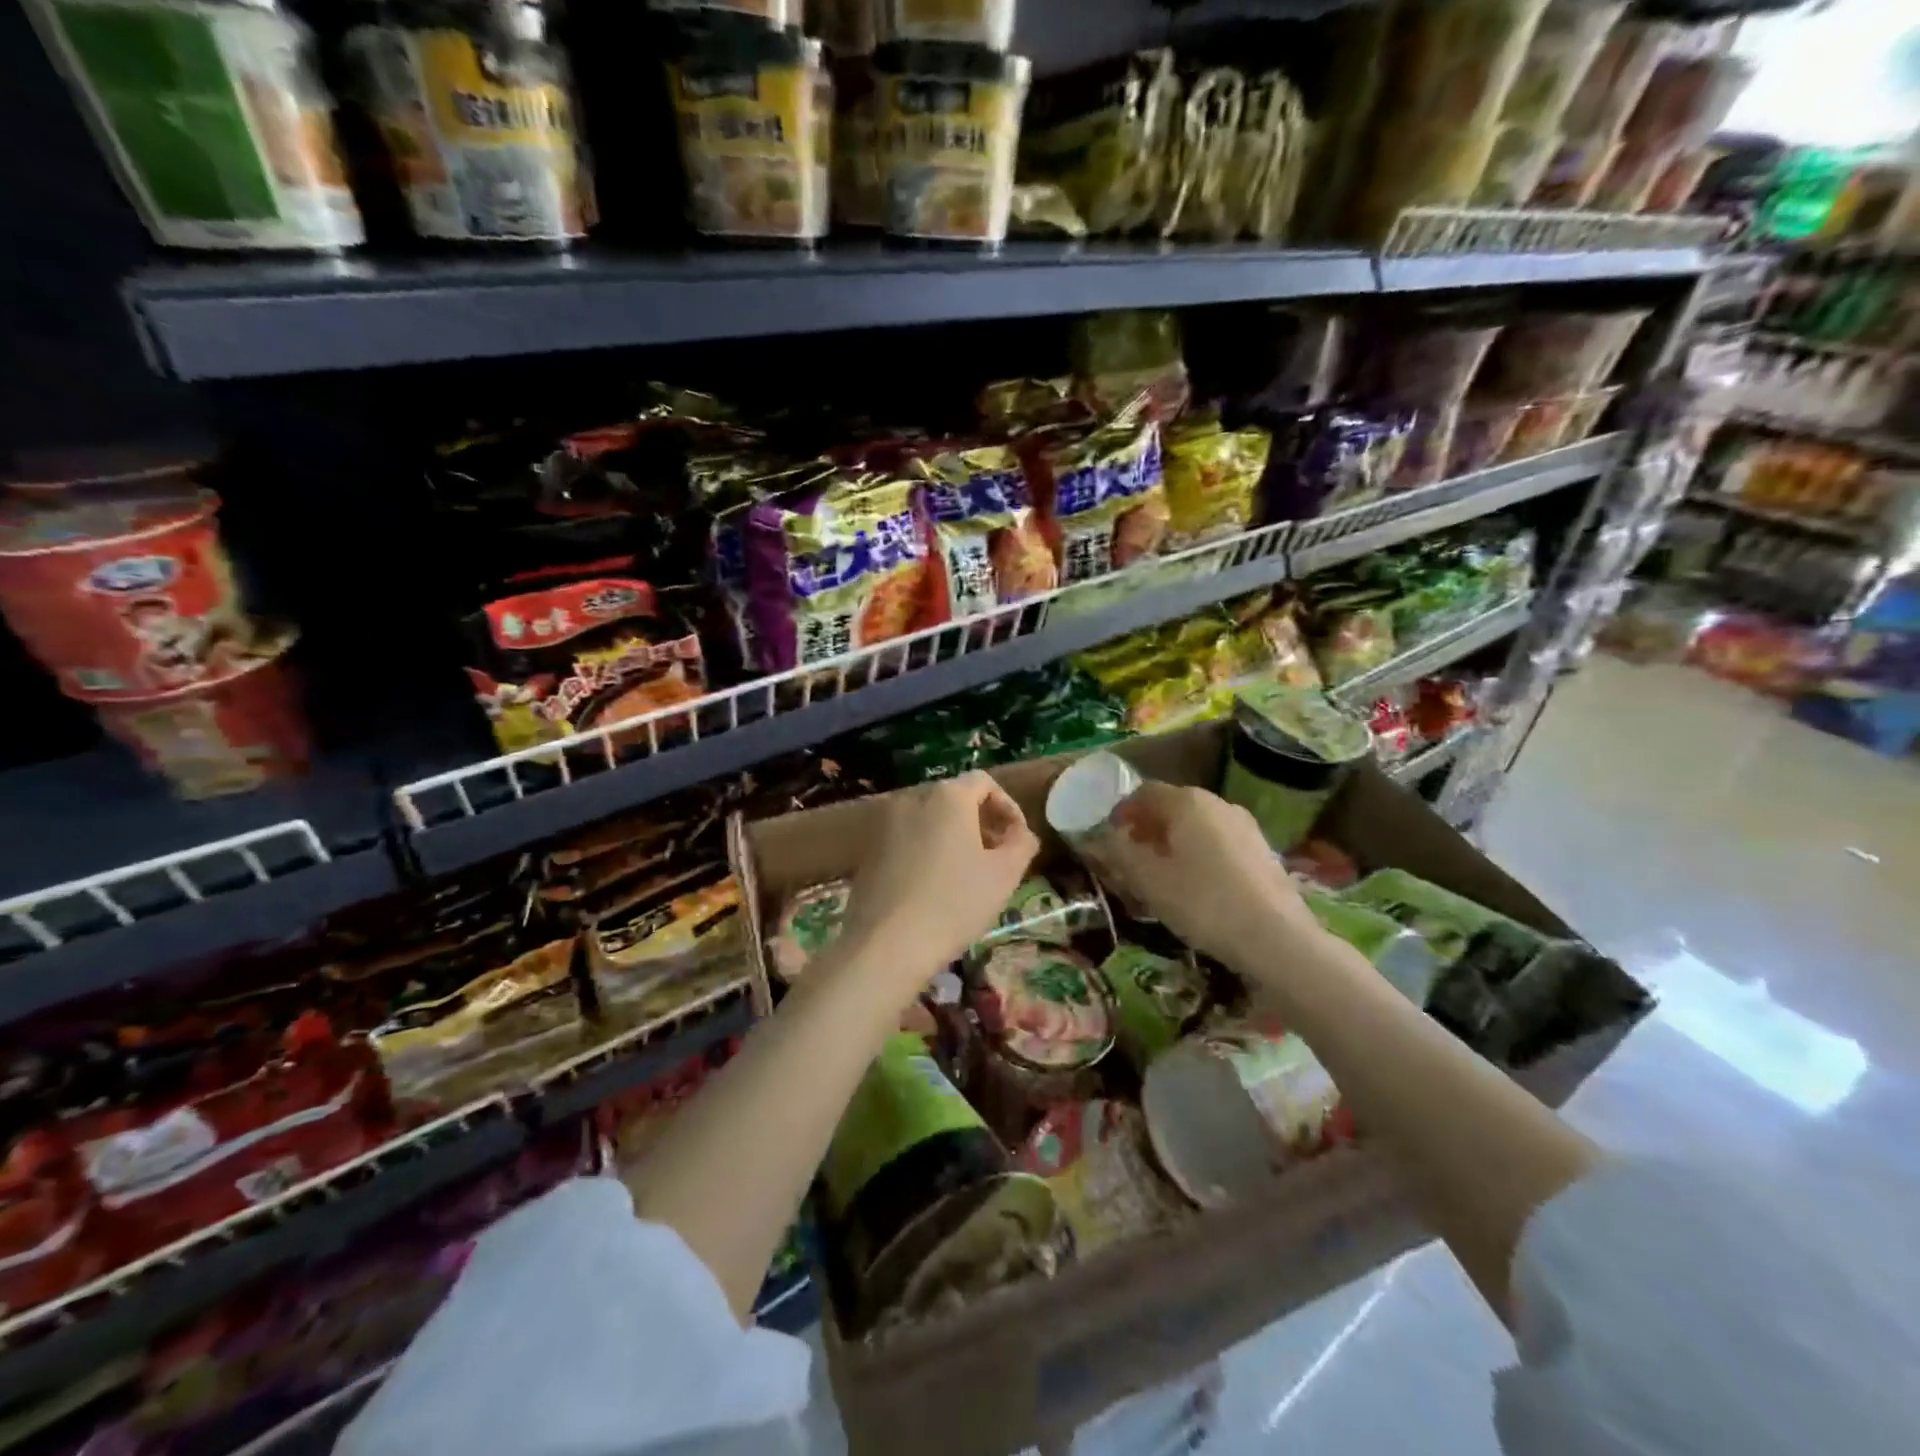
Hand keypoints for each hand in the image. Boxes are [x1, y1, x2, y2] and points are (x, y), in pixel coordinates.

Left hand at [841, 772, 1039, 979]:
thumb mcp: (1004, 875)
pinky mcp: (868, 850)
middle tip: (996, 857)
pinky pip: (907, 839)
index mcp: (948, 796)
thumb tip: (1021, 834)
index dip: (1008, 807)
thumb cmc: (954, 904)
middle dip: (980, 823)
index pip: (985, 782)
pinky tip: (934, 887)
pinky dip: (926, 851)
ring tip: (967, 874)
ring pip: (929, 820)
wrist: (886, 945)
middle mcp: (913, 798)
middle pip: (955, 799)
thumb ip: (1021, 844)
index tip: (1017, 840)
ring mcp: (886, 823)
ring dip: (953, 838)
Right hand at [1100, 782, 1323, 968]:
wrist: (1277, 939)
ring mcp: (1245, 826)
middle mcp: (1218, 803)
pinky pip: (1219, 843)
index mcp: (1187, 802)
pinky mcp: (1262, 851)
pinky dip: (1199, 855)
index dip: (1122, 812)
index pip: (1144, 792)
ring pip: (1197, 826)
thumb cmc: (1202, 902)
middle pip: (1172, 806)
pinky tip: (1196, 887)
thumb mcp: (1149, 880)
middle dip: (1147, 829)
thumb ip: (1120, 853)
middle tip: (1130, 860)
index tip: (1109, 839)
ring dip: (1173, 843)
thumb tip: (1103, 838)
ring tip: (1161, 876)